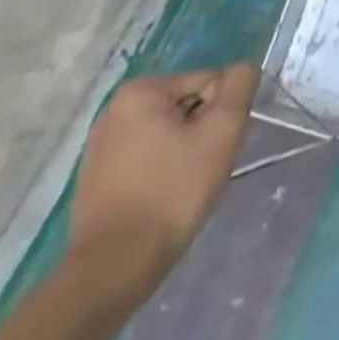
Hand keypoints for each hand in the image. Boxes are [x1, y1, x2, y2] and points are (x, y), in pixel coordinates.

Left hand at [68, 65, 258, 289]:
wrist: (114, 268)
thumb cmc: (172, 192)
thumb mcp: (223, 130)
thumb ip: (240, 85)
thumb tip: (242, 71)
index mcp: (140, 92)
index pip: (211, 82)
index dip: (223, 113)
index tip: (215, 147)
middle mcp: (114, 111)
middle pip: (189, 105)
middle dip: (204, 131)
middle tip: (204, 166)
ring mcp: (101, 147)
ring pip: (171, 132)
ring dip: (187, 150)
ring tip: (184, 184)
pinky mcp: (96, 178)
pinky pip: (149, 157)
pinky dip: (164, 169)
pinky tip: (163, 196)